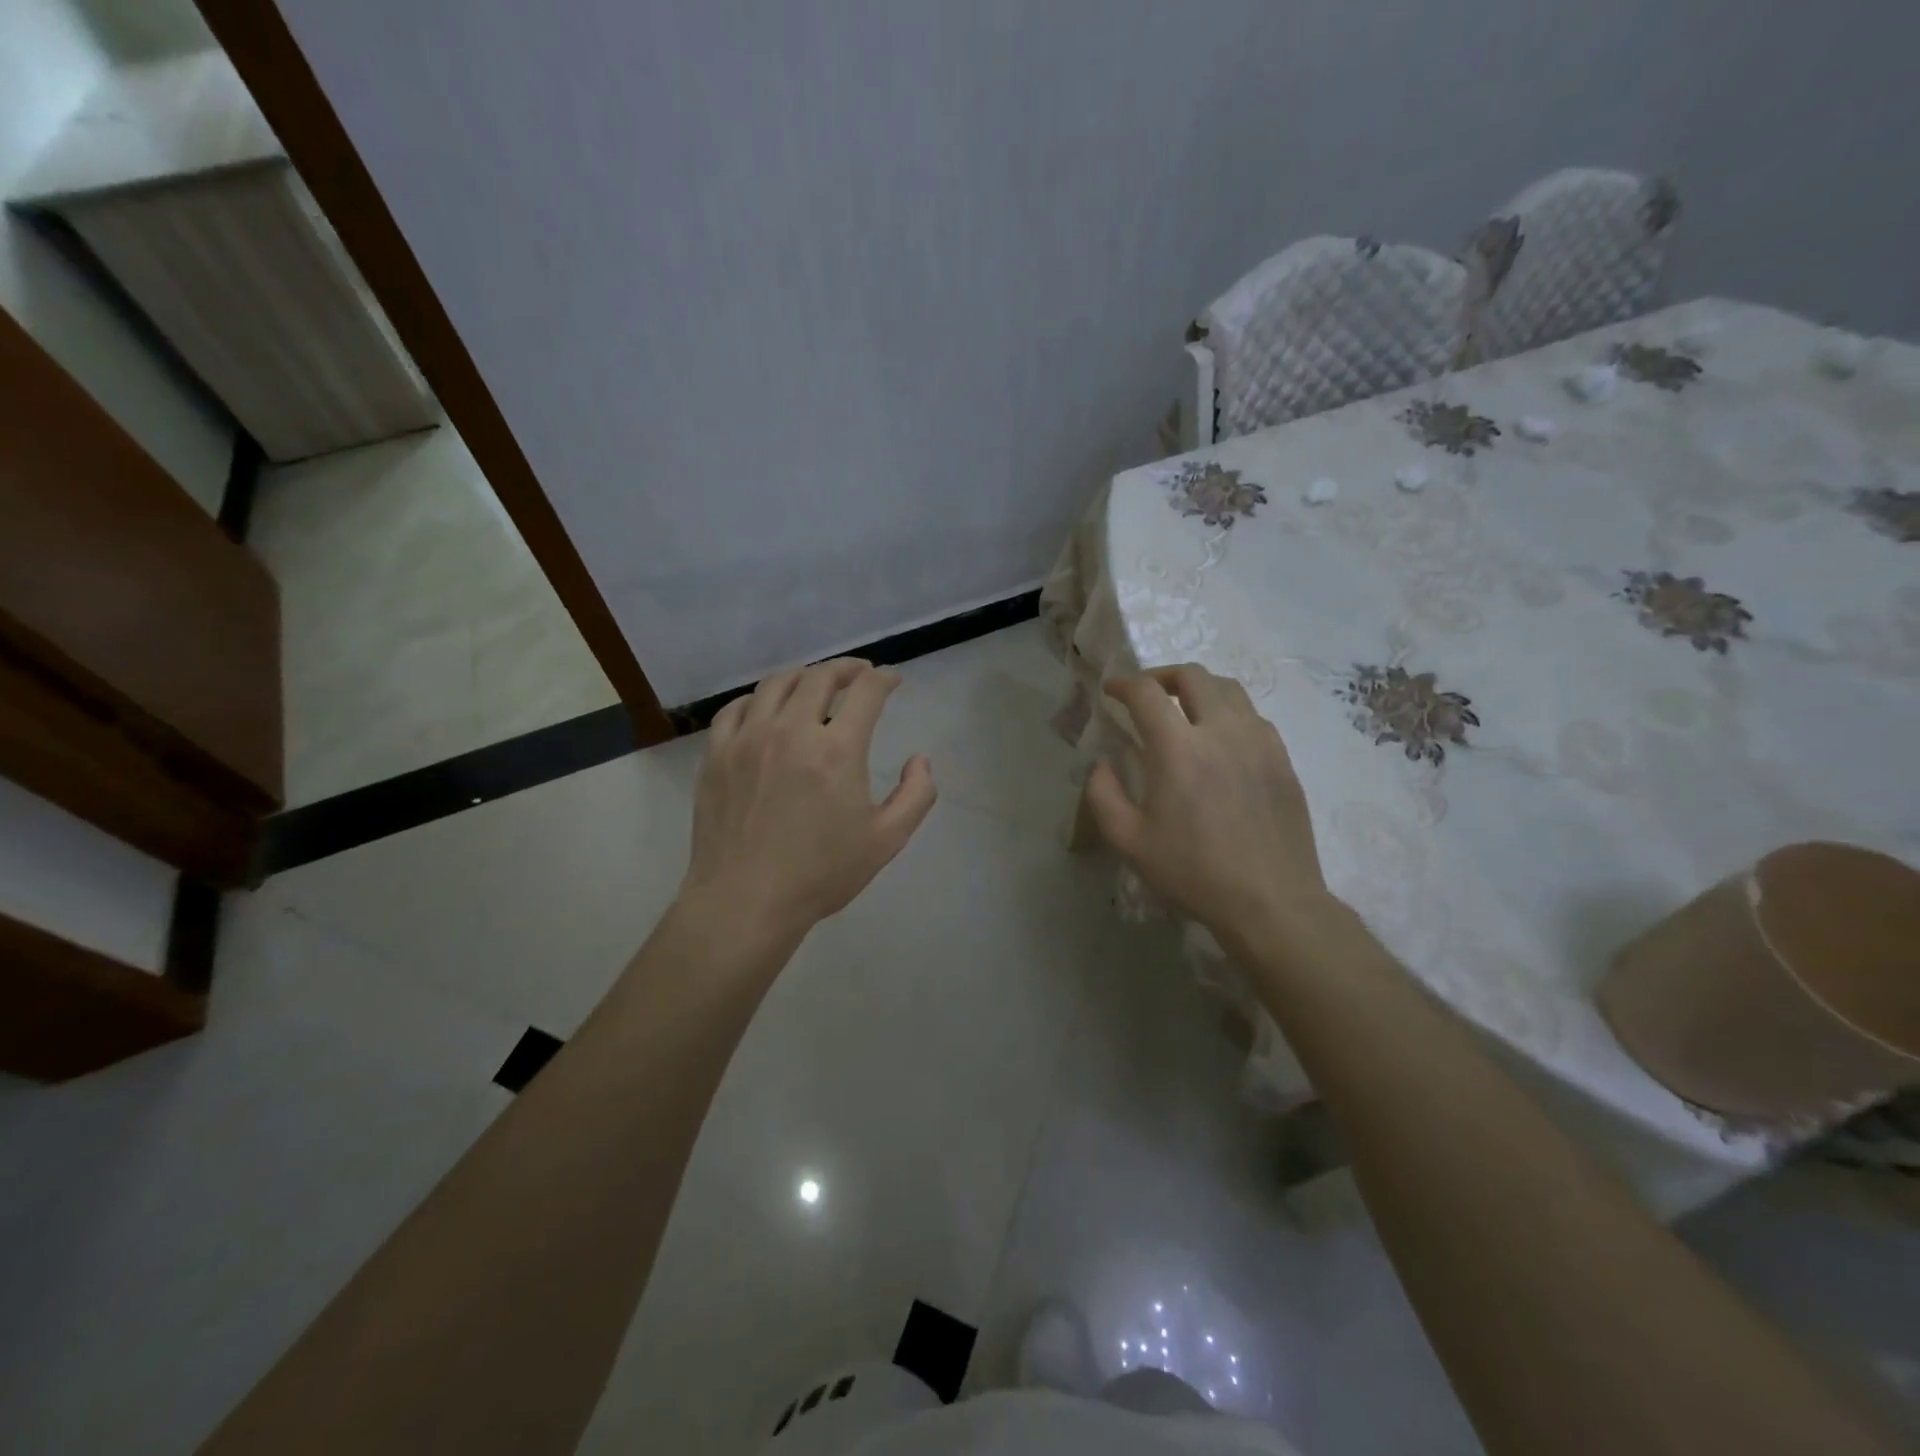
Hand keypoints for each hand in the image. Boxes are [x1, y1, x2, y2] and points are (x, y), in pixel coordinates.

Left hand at [681, 659, 936, 939]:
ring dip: (804, 677)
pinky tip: (768, 710)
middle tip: (860, 675)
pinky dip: (759, 699)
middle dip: (846, 669)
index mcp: (837, 750)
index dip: (884, 679)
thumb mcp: (886, 840)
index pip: (866, 692)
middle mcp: (791, 730)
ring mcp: (748, 739)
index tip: (892, 680)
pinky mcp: (717, 754)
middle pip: (820, 677)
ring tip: (815, 685)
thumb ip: (916, 795)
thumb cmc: (820, 874)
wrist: (745, 901)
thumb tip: (919, 760)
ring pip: (776, 684)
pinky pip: (737, 708)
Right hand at [1084, 664, 1331, 954]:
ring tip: (1185, 709)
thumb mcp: (1129, 841)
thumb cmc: (1193, 872)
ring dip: (1199, 688)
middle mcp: (1221, 731)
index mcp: (1178, 748)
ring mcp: (1259, 741)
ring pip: (1229, 689)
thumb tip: (1102, 764)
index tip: (1111, 690)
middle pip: (1192, 675)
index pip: (1146, 692)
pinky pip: (1254, 716)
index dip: (1123, 684)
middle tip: (1146, 694)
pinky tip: (1221, 739)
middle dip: (1162, 675)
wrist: (1270, 901)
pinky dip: (1229, 712)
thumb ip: (1103, 795)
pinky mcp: (1282, 759)